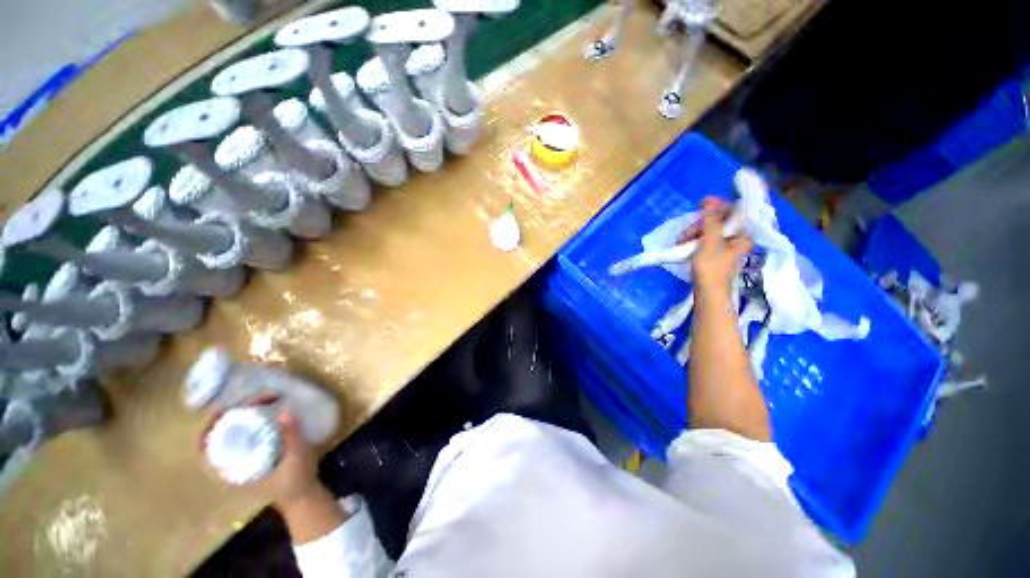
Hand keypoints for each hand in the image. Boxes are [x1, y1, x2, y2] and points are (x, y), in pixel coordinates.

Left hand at [200, 399, 320, 508]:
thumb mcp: (297, 460)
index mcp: (233, 472)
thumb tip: (286, 412)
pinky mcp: (252, 456)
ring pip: (227, 436)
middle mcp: (231, 466)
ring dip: (238, 416)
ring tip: (257, 401)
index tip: (219, 409)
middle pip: (215, 438)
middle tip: (249, 398)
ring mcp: (241, 462)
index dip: (204, 429)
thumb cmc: (296, 482)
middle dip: (227, 415)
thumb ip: (292, 437)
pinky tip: (261, 412)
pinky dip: (246, 422)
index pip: (204, 452)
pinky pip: (241, 436)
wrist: (302, 497)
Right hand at [681, 197, 751, 296]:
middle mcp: (736, 239)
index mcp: (742, 234)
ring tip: (681, 241)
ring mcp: (725, 247)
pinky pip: (705, 240)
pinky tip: (684, 245)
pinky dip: (694, 240)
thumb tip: (711, 200)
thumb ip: (711, 220)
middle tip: (685, 233)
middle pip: (718, 221)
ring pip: (709, 231)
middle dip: (699, 224)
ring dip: (693, 233)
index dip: (716, 207)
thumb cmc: (711, 268)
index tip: (699, 207)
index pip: (733, 212)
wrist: (708, 293)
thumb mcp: (710, 241)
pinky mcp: (714, 254)